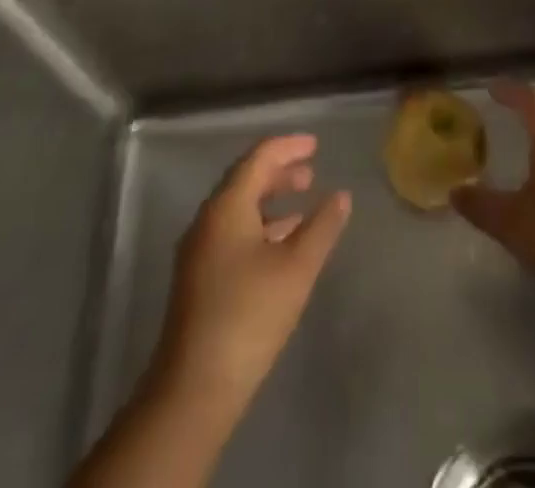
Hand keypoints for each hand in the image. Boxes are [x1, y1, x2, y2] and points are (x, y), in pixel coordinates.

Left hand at [151, 134, 350, 417]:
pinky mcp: (199, 279)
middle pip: (245, 180)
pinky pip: (233, 233)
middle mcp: (207, 220)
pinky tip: (282, 246)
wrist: (194, 390)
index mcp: (226, 207)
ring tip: (303, 204)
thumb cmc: (249, 317)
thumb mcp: (296, 268)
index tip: (316, 144)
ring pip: (239, 209)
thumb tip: (341, 195)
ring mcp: (199, 251)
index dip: (288, 147)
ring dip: (271, 200)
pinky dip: (260, 226)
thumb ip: (322, 227)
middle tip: (311, 172)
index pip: (258, 158)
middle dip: (279, 172)